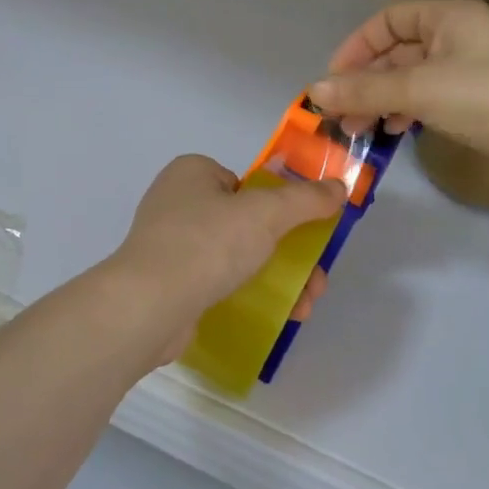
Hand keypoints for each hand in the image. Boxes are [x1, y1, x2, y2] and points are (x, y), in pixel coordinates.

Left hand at [100, 155, 345, 367]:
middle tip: (316, 278)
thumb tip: (338, 187)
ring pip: (236, 255)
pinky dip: (249, 293)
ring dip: (278, 276)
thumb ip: (306, 199)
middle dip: (289, 250)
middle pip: (247, 222)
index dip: (279, 204)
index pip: (246, 182)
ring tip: (306, 305)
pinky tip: (277, 316)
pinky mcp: (168, 282)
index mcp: (192, 172)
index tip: (305, 230)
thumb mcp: (266, 213)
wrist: (150, 305)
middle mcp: (177, 202)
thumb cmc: (207, 243)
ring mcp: (169, 244)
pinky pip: (217, 281)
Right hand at [310, 0, 488, 190]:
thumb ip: (364, 89)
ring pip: (411, 77)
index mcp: (449, 16)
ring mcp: (470, 67)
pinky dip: (407, 109)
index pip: (389, 20)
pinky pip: (429, 95)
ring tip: (361, 128)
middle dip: (366, 82)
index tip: (336, 79)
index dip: (357, 47)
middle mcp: (459, 34)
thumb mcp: (418, 90)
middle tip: (342, 114)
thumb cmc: (484, 98)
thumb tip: (315, 91)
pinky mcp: (478, 98)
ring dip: (382, 99)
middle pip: (398, 51)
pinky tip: (395, 130)